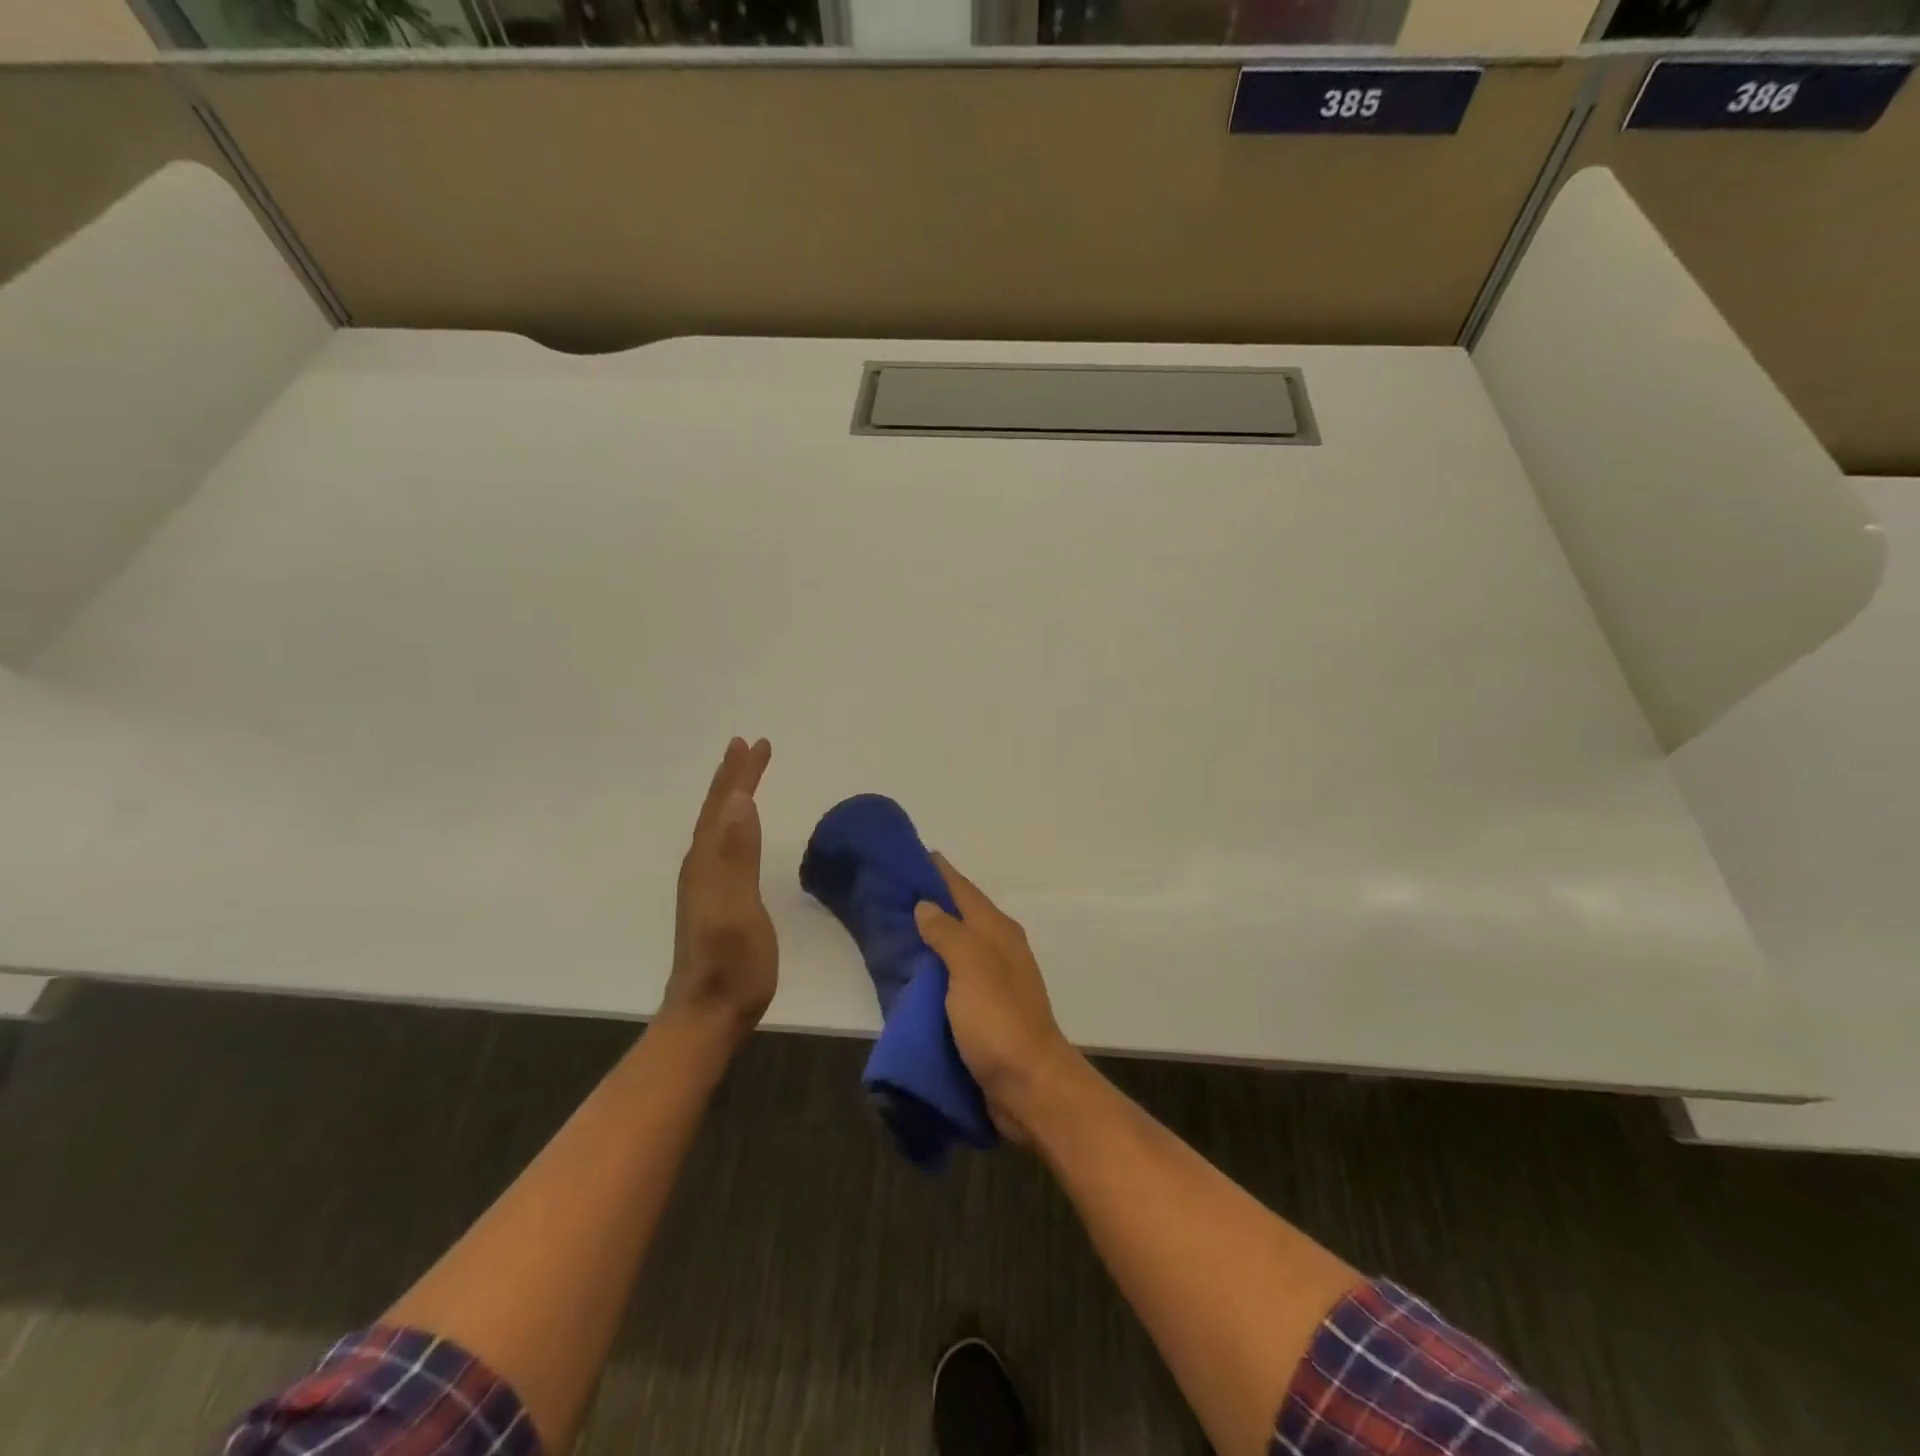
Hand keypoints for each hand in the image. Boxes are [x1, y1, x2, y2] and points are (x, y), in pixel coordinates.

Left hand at [662, 738, 776, 1040]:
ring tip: (744, 777)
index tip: (756, 742)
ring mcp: (707, 884)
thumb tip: (741, 800)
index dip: (740, 773)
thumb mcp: (737, 908)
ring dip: (732, 797)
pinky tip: (739, 831)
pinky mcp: (717, 899)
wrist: (709, 1013)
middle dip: (734, 777)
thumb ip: (738, 855)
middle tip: (749, 746)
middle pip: (719, 811)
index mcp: (708, 862)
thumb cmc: (731, 963)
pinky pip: (724, 845)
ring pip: (719, 826)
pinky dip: (734, 824)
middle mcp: (703, 866)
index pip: (726, 806)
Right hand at [914, 854, 1080, 1141]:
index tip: (907, 856)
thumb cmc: (999, 1021)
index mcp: (998, 931)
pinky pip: (952, 979)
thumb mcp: (971, 967)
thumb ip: (948, 932)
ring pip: (954, 947)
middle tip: (886, 893)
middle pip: (959, 915)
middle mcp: (998, 949)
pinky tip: (908, 975)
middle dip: (928, 902)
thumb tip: (926, 905)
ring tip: (889, 929)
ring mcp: (993, 981)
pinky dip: (932, 970)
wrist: (1030, 1086)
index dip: (937, 871)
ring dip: (928, 937)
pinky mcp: (984, 1011)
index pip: (962, 889)